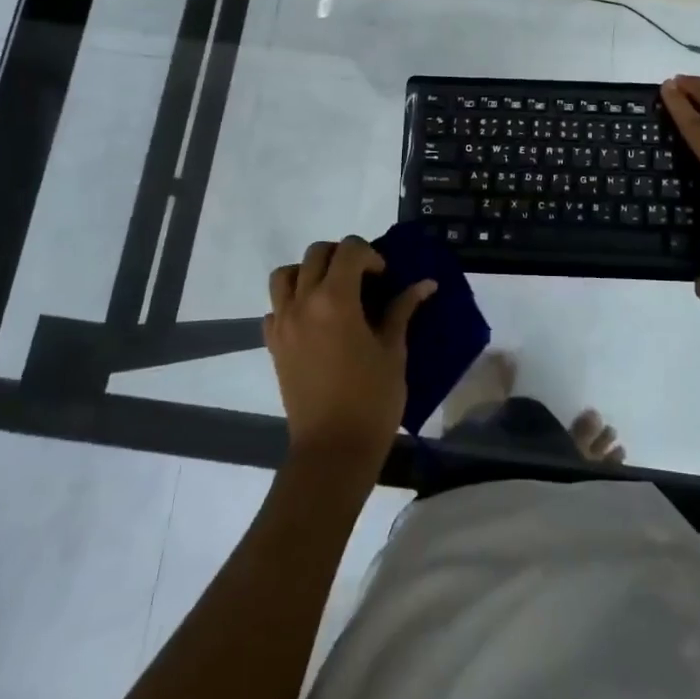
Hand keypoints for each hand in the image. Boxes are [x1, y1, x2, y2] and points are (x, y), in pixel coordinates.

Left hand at [265, 237, 435, 472]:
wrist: (333, 449)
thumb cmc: (372, 399)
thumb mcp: (394, 351)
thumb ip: (403, 310)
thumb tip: (426, 284)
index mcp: (335, 300)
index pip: (349, 250)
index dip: (370, 255)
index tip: (384, 278)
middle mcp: (303, 303)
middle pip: (316, 254)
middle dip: (342, 256)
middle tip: (363, 279)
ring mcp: (283, 324)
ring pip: (285, 275)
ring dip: (309, 272)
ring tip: (332, 292)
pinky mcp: (273, 345)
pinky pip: (275, 307)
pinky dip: (291, 302)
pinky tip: (314, 321)